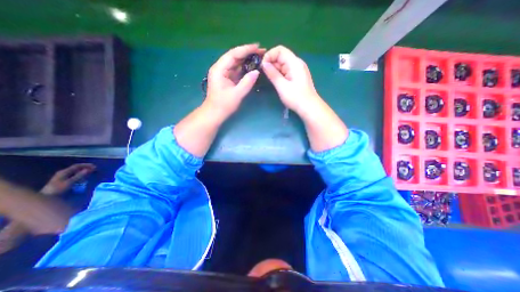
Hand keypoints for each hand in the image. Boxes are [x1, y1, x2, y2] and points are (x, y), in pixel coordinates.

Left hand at [40, 164, 95, 195]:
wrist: (46, 197)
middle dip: (86, 168)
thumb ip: (79, 176)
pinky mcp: (63, 181)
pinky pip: (74, 175)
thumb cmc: (57, 190)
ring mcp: (62, 177)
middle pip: (76, 168)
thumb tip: (88, 169)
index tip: (95, 166)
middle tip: (94, 169)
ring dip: (84, 172)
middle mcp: (63, 173)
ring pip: (75, 172)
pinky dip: (80, 175)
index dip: (86, 165)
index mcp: (64, 172)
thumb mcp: (69, 183)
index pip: (77, 166)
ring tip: (91, 173)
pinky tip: (84, 178)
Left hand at [205, 42, 265, 116]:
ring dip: (247, 59)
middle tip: (261, 51)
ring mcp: (223, 73)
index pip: (233, 54)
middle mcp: (220, 68)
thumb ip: (247, 82)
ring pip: (236, 62)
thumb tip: (257, 71)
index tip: (258, 47)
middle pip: (234, 56)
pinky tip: (252, 66)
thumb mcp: (237, 94)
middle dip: (248, 53)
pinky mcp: (227, 78)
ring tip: (259, 57)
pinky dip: (245, 67)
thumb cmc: (223, 105)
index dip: (246, 49)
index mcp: (219, 69)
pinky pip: (236, 69)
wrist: (215, 113)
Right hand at [262, 45, 319, 113]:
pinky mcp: (296, 77)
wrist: (309, 108)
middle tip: (263, 73)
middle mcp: (296, 63)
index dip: (269, 55)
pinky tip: (275, 80)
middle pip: (281, 56)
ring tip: (267, 77)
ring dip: (274, 69)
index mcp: (294, 63)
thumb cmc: (296, 98)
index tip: (262, 66)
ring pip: (282, 64)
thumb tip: (264, 64)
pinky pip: (285, 71)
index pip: (280, 50)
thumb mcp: (282, 86)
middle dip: (270, 63)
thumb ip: (273, 74)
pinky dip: (279, 74)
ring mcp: (297, 70)